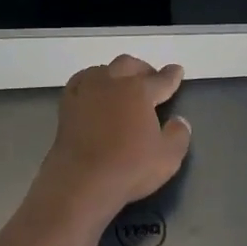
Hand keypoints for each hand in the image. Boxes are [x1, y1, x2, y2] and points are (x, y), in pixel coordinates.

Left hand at [36, 56, 191, 220]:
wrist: (81, 181)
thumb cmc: (129, 168)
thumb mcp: (168, 157)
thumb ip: (178, 135)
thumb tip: (179, 121)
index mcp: (139, 91)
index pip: (161, 79)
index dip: (171, 75)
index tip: (176, 70)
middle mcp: (112, 83)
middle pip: (128, 65)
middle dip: (142, 69)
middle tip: (150, 80)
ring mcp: (86, 91)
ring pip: (102, 69)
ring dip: (115, 73)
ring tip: (121, 84)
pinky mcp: (67, 105)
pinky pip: (80, 81)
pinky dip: (90, 81)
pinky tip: (92, 90)